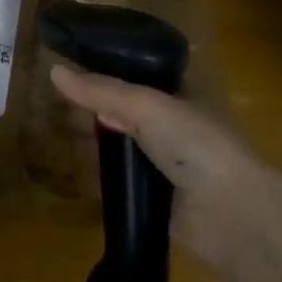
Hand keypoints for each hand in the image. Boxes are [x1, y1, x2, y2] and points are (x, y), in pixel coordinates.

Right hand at [49, 63, 280, 274]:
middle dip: (90, 109)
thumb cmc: (194, 144)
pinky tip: (69, 169)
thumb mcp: (145, 106)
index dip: (102, 72)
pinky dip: (96, 176)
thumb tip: (53, 71)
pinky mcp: (152, 197)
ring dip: (90, 142)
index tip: (66, 69)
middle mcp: (168, 125)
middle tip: (51, 105)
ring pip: (117, 147)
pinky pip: (118, 182)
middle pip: (120, 112)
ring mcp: (160, 163)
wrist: (231, 213)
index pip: (132, 76)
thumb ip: (101, 91)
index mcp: (175, 95)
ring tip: (52, 134)